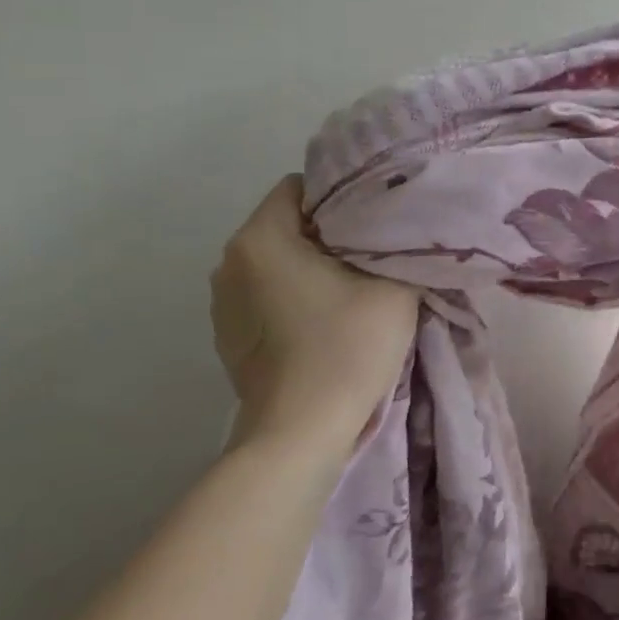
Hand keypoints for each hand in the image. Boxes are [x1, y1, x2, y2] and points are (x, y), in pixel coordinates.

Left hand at [210, 176, 418, 448]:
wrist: (302, 432)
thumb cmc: (347, 346)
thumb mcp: (393, 283)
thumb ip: (396, 244)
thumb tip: (393, 229)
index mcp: (260, 238)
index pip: (302, 187)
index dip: (344, 197)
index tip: (377, 222)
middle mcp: (229, 262)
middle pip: (288, 225)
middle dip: (329, 234)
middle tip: (375, 255)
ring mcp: (222, 303)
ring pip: (278, 262)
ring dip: (311, 267)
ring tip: (351, 290)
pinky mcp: (228, 337)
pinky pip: (267, 296)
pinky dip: (295, 297)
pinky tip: (324, 323)